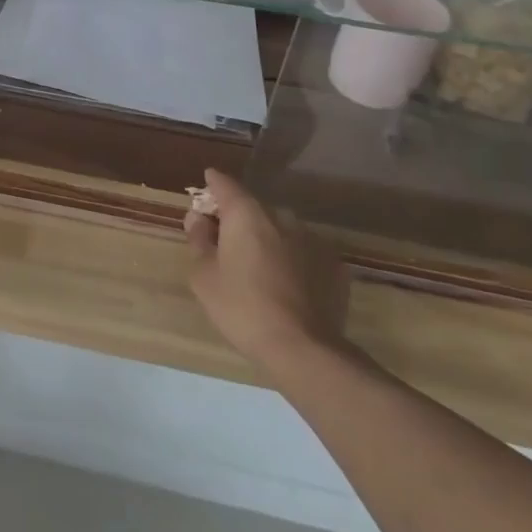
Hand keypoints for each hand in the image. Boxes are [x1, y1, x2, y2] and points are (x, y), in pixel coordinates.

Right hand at [187, 168, 350, 374]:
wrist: (303, 348)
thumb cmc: (242, 307)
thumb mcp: (204, 276)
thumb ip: (198, 240)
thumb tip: (198, 219)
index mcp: (246, 214)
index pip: (225, 184)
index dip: (213, 183)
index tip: (206, 184)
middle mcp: (281, 217)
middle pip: (253, 207)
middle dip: (238, 217)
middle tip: (225, 240)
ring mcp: (312, 239)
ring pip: (281, 229)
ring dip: (267, 238)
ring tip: (258, 266)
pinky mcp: (334, 265)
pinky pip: (304, 252)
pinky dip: (292, 259)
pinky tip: (286, 284)